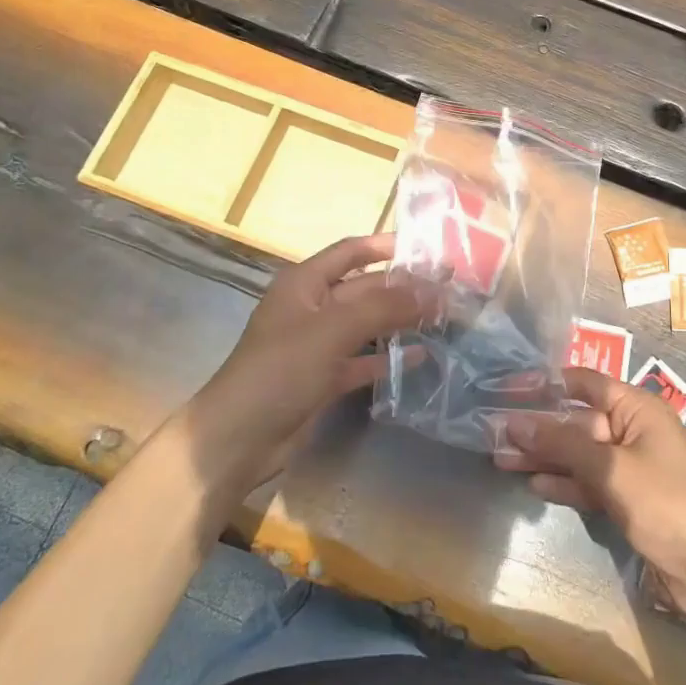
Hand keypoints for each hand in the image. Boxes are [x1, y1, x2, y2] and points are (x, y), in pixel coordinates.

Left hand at [185, 233, 431, 502]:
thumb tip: (432, 290)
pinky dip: (387, 358)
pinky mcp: (323, 379)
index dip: (383, 246)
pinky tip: (421, 356)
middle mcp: (312, 308)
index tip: (424, 247)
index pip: (349, 252)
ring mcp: (317, 345)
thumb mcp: (332, 330)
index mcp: (304, 283)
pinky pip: (362, 360)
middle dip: (401, 288)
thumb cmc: (281, 369)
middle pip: (363, 289)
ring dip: (398, 321)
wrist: (239, 438)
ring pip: (366, 325)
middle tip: (446, 288)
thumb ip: (383, 307)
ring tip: (441, 318)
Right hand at [495, 365, 685, 622]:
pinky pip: (589, 482)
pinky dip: (564, 483)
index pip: (584, 383)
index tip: (509, 388)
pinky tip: (534, 483)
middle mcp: (632, 430)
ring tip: (502, 458)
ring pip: (579, 454)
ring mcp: (630, 466)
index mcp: (636, 408)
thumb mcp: (609, 467)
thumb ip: (561, 443)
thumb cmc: (664, 501)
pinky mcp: (627, 499)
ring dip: (544, 456)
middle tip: (495, 432)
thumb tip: (515, 421)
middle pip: (577, 421)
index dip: (547, 383)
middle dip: (539, 427)